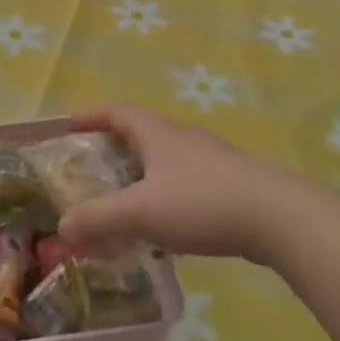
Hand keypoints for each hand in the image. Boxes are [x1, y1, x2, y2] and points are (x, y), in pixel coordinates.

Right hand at [56, 106, 312, 265]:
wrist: (276, 216)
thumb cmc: (200, 201)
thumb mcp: (140, 211)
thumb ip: (98, 219)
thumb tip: (63, 226)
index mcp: (157, 134)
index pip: (117, 112)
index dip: (91, 115)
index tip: (70, 124)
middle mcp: (183, 138)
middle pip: (142, 133)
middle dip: (115, 148)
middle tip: (92, 169)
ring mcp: (211, 160)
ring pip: (167, 161)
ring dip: (143, 176)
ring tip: (125, 202)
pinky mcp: (231, 184)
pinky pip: (187, 185)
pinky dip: (167, 197)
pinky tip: (167, 228)